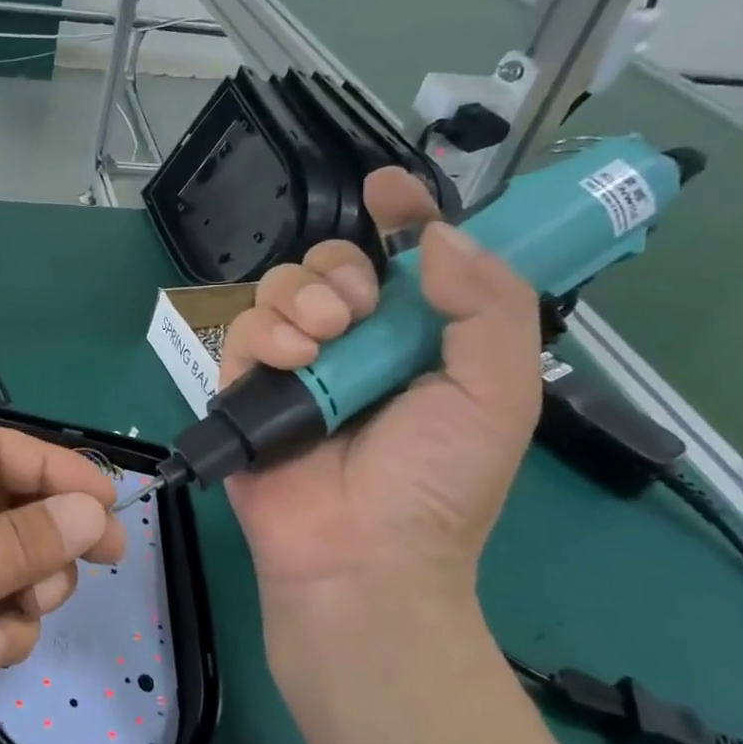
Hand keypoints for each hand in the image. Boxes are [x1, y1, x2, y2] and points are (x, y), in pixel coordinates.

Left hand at [0, 429, 125, 743]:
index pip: (0, 452)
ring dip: (27, 592)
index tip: (111, 502)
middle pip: (14, 508)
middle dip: (52, 537)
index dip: (58, 470)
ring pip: (14, 566)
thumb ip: (23, 540)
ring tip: (7, 619)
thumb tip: (93, 510)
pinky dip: (3, 631)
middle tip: (105, 557)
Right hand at [221, 169, 541, 669]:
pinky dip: (265, 334)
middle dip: (341, 269)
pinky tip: (290, 361)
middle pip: (331, 264)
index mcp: (418, 339)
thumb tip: (439, 237)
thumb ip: (491, 306)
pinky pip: (242, 331)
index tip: (387, 189)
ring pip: (280, 287)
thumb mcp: (500, 394)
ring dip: (302, 298)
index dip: (402, 215)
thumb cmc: (437, 481)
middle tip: (358, 308)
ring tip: (322, 340)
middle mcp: (354, 343)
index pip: (408, 259)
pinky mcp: (247, 387)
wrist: (361, 554)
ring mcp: (297, 365)